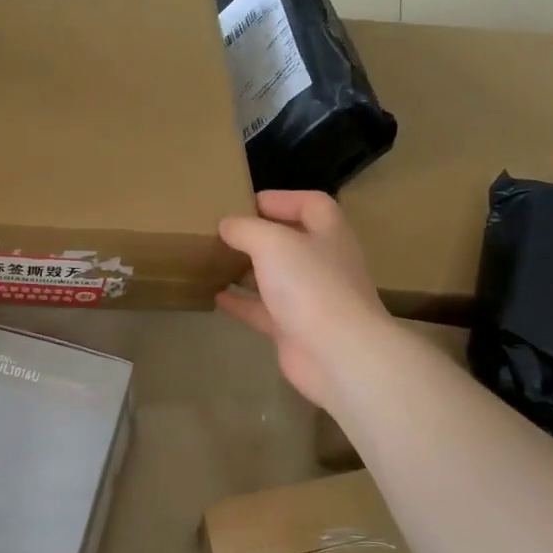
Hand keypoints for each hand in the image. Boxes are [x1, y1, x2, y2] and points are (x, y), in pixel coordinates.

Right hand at [216, 190, 397, 413]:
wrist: (337, 353)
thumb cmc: (310, 285)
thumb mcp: (272, 243)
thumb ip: (246, 229)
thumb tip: (227, 225)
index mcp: (328, 233)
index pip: (311, 204)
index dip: (282, 198)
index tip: (246, 203)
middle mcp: (323, 263)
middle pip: (291, 241)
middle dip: (259, 235)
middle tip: (224, 232)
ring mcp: (310, 298)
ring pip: (276, 277)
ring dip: (248, 269)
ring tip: (215, 261)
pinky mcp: (294, 329)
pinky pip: (263, 311)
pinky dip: (241, 302)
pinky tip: (216, 296)